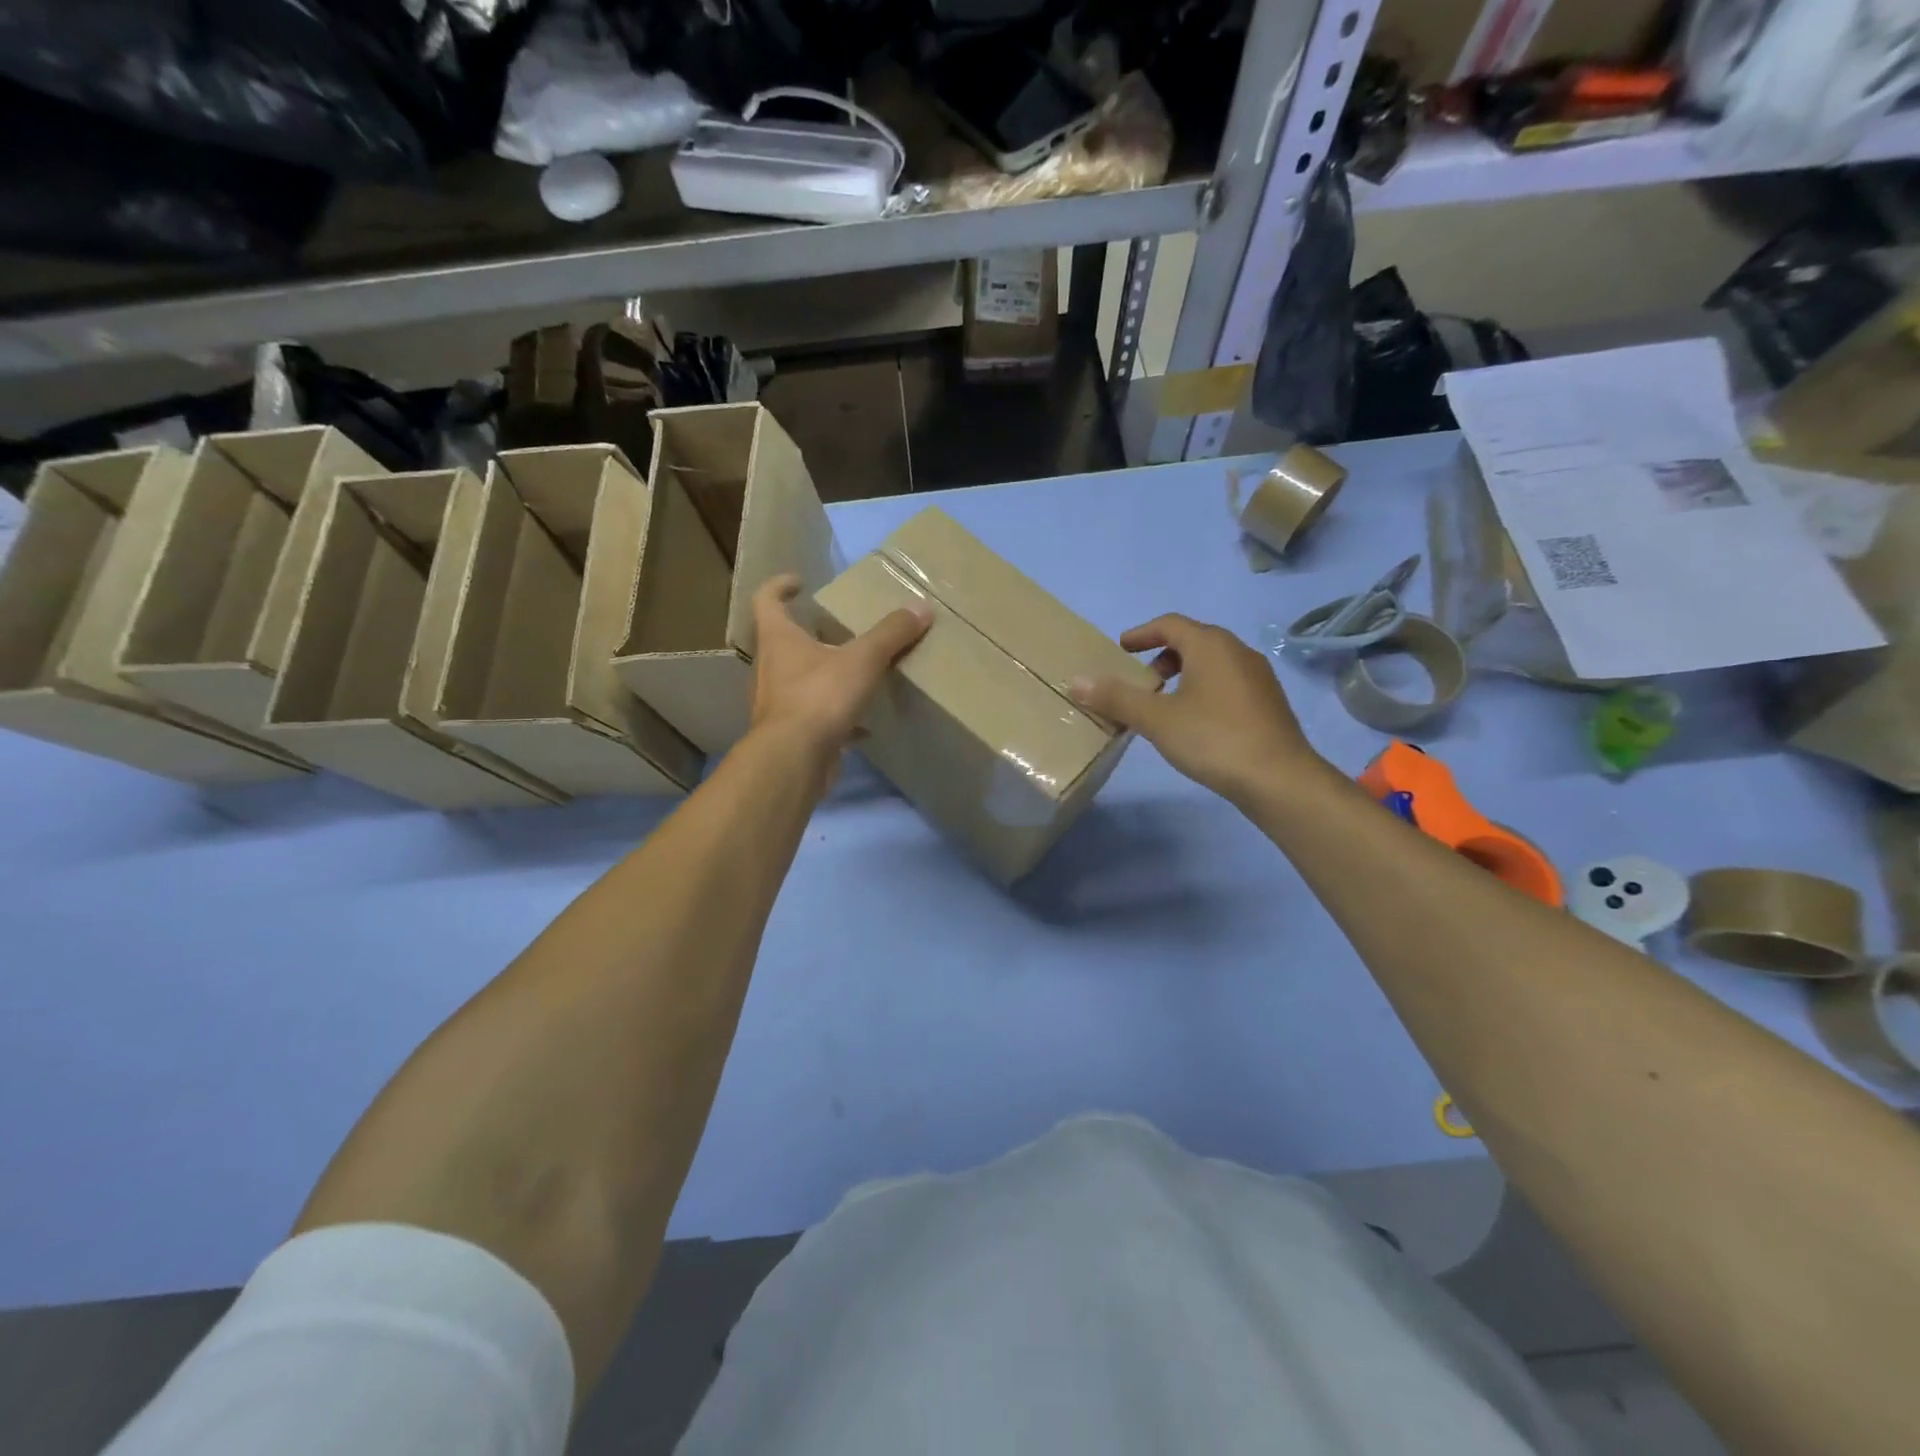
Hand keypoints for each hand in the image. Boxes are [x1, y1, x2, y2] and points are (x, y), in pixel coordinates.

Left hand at [749, 574, 929, 762]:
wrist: (794, 759)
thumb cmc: (820, 697)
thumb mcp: (862, 660)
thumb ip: (891, 634)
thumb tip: (921, 607)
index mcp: (778, 639)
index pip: (767, 600)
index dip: (780, 586)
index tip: (800, 581)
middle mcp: (770, 667)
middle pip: (783, 641)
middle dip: (809, 633)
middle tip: (838, 629)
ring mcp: (777, 703)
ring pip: (798, 680)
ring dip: (822, 674)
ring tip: (853, 673)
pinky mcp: (791, 733)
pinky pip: (814, 717)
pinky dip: (837, 717)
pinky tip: (863, 725)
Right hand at [1070, 614, 1320, 805]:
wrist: (1279, 779)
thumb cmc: (1213, 739)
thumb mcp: (1156, 719)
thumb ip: (1116, 698)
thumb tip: (1076, 681)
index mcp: (1210, 645)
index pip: (1169, 624)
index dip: (1141, 633)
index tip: (1121, 649)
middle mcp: (1237, 651)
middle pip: (1193, 641)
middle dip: (1162, 655)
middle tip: (1140, 680)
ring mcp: (1258, 677)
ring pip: (1212, 663)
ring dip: (1184, 674)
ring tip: (1164, 704)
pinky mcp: (1268, 702)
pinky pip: (1227, 683)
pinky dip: (1203, 690)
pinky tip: (1195, 722)